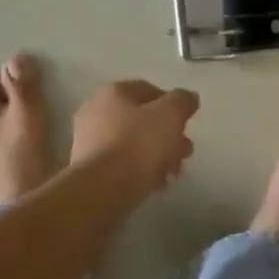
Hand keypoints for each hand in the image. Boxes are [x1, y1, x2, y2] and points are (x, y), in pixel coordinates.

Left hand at [70, 80, 200, 195]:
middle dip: (168, 135)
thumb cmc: (139, 144)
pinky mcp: (89, 168)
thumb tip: (188, 98)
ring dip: (157, 156)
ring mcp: (89, 141)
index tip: (187, 124)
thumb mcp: (170, 115)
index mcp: (113, 92)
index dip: (173, 105)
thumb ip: (182, 102)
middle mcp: (95, 111)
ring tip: (173, 173)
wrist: (103, 188)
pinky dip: (140, 170)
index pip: (149, 90)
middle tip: (184, 152)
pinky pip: (122, 164)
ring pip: (133, 143)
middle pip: (141, 120)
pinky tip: (156, 184)